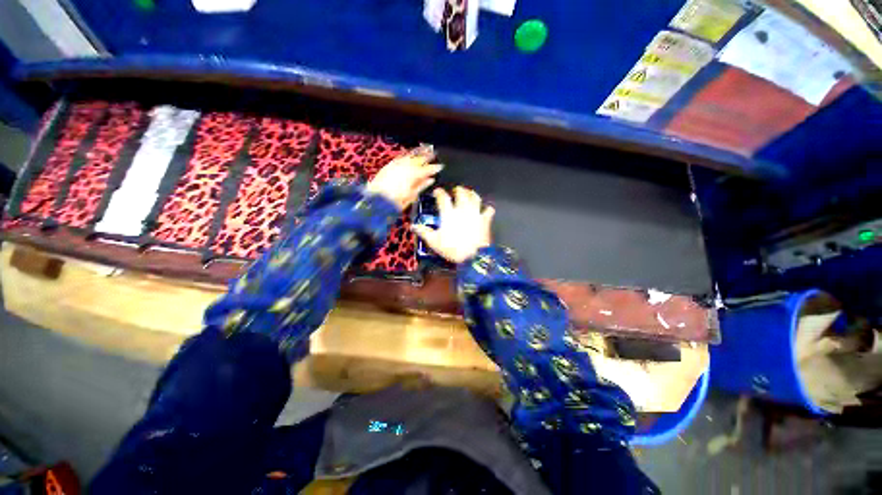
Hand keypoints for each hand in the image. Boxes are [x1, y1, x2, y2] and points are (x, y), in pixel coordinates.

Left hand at [366, 145, 442, 210]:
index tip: (440, 166)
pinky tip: (409, 154)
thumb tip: (430, 180)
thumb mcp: (411, 196)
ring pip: (409, 156)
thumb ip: (421, 186)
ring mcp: (395, 165)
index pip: (426, 169)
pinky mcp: (388, 166)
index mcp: (412, 176)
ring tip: (424, 150)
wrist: (375, 201)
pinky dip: (406, 155)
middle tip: (434, 153)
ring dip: (417, 153)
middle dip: (426, 157)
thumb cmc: (395, 202)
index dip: (434, 168)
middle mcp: (404, 168)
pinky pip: (399, 157)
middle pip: (418, 160)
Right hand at [412, 187, 494, 263]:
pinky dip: (487, 209)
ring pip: (475, 197)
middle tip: (456, 190)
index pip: (443, 198)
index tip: (437, 191)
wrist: (473, 256)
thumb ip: (424, 232)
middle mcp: (462, 209)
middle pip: (461, 193)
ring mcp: (475, 213)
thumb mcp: (434, 241)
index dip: (439, 192)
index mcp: (449, 213)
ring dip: (472, 194)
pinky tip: (486, 209)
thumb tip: (414, 226)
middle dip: (458, 190)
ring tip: (470, 193)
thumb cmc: (452, 248)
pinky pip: (488, 210)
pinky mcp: (485, 220)